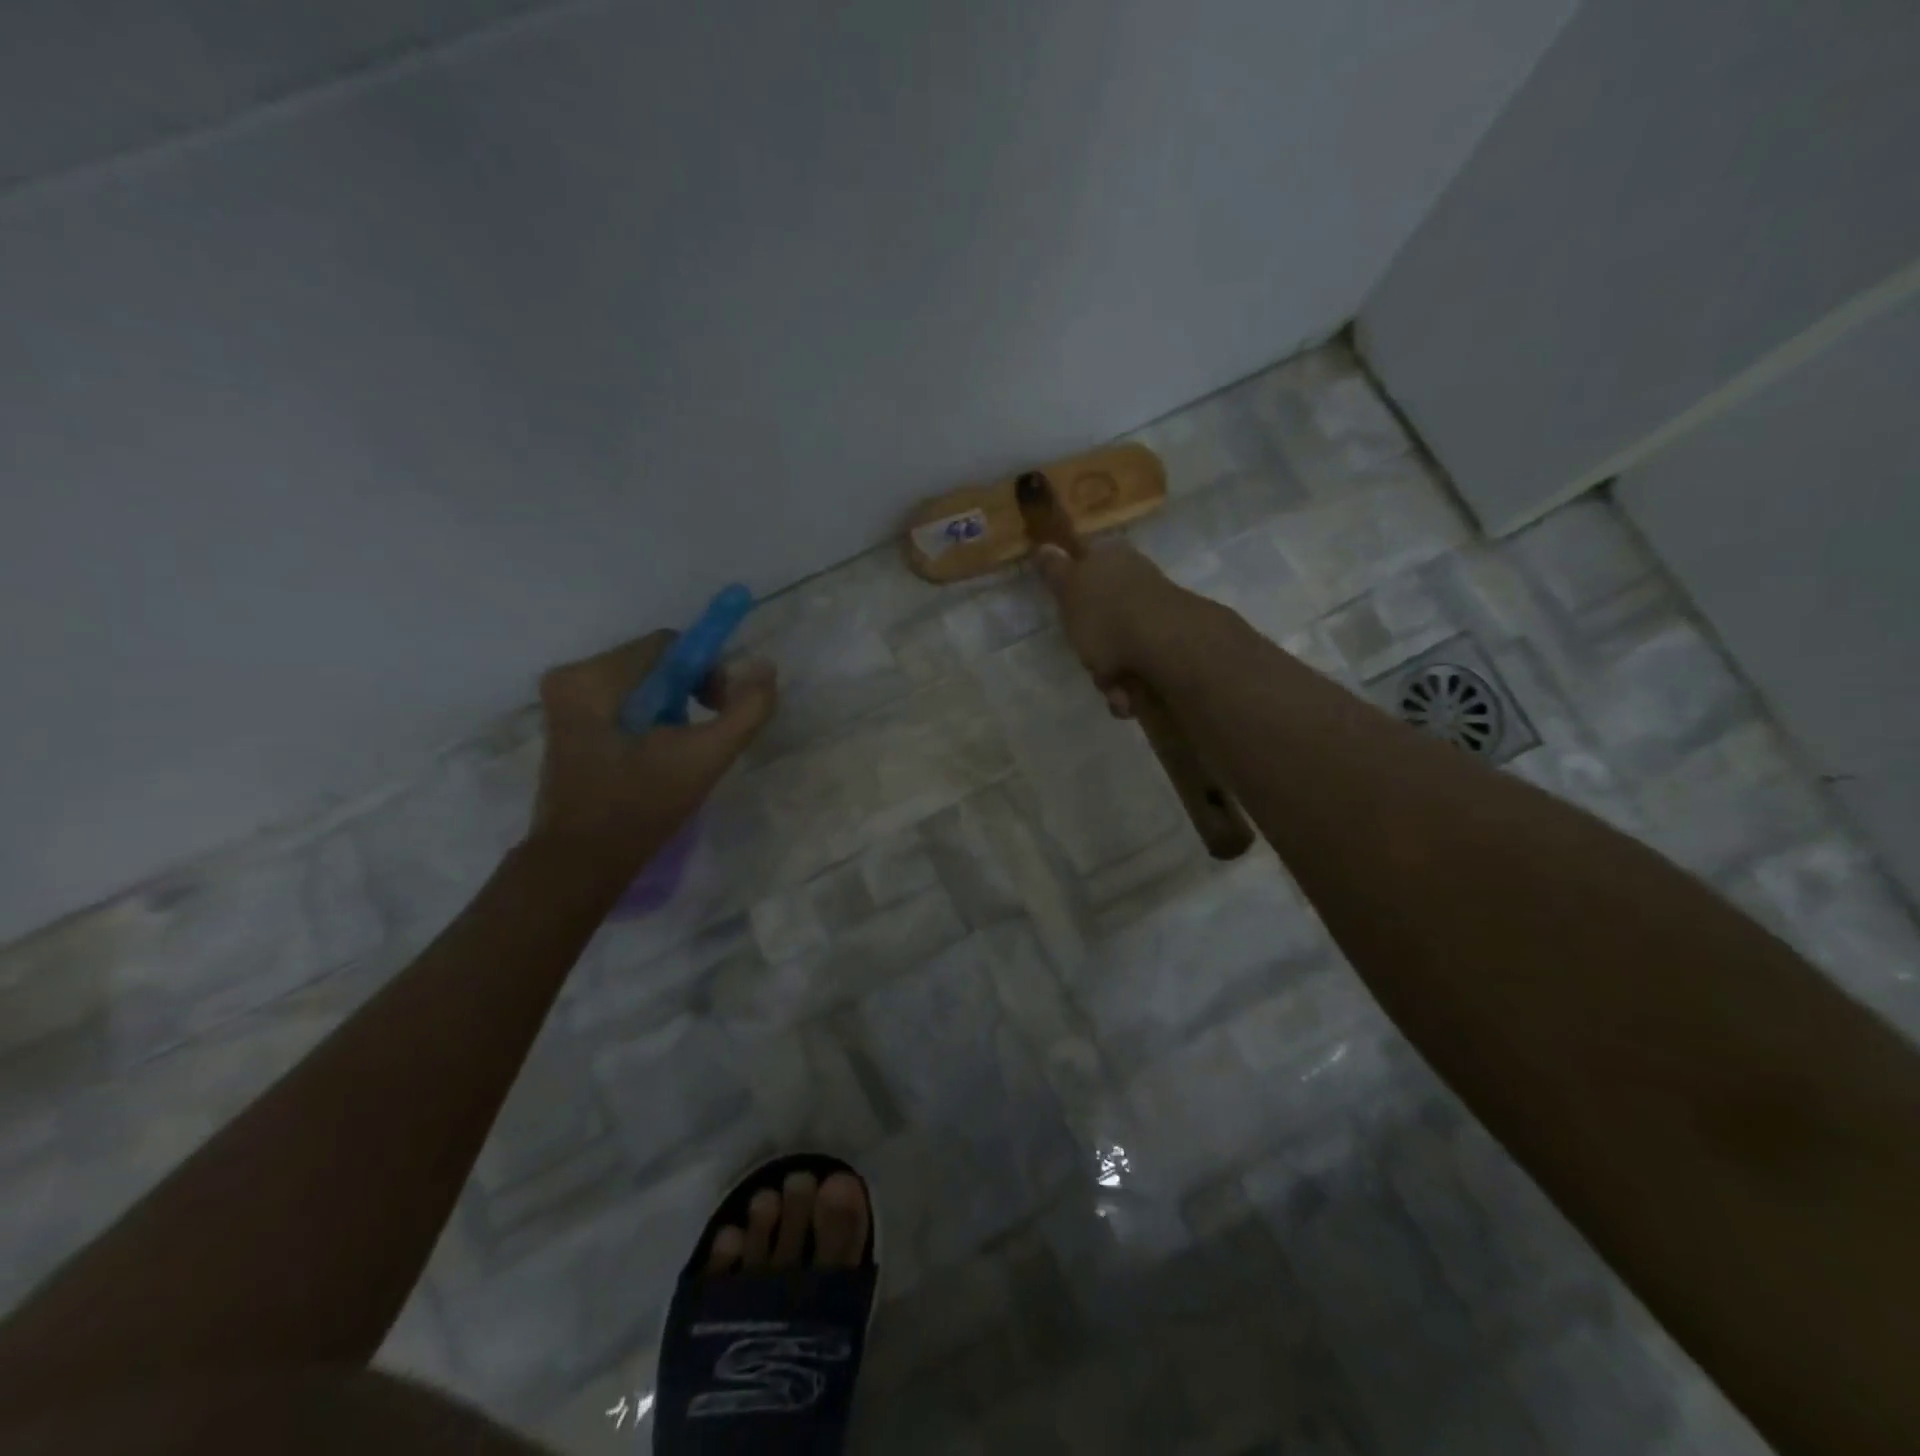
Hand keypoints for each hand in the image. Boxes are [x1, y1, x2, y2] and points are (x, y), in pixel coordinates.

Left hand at [527, 631, 776, 882]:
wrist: (581, 863)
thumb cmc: (640, 808)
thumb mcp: (705, 758)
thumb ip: (745, 710)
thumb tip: (766, 668)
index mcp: (593, 678)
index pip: (669, 645)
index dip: (707, 671)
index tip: (721, 710)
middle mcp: (571, 678)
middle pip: (656, 662)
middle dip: (691, 691)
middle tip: (706, 735)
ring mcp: (565, 702)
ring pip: (643, 683)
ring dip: (674, 707)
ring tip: (683, 749)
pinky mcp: (568, 724)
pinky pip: (626, 702)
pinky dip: (652, 719)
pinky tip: (659, 754)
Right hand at [1033, 541, 1205, 716]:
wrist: (1168, 649)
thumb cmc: (1107, 615)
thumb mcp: (1068, 589)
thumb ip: (1054, 570)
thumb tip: (1043, 546)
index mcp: (1113, 559)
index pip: (1086, 567)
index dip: (1073, 593)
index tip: (1067, 616)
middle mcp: (1138, 582)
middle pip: (1102, 617)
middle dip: (1091, 646)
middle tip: (1088, 658)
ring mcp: (1158, 616)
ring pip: (1119, 648)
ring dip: (1110, 675)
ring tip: (1113, 686)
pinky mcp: (1173, 649)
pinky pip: (1140, 671)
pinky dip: (1131, 687)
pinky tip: (1129, 695)